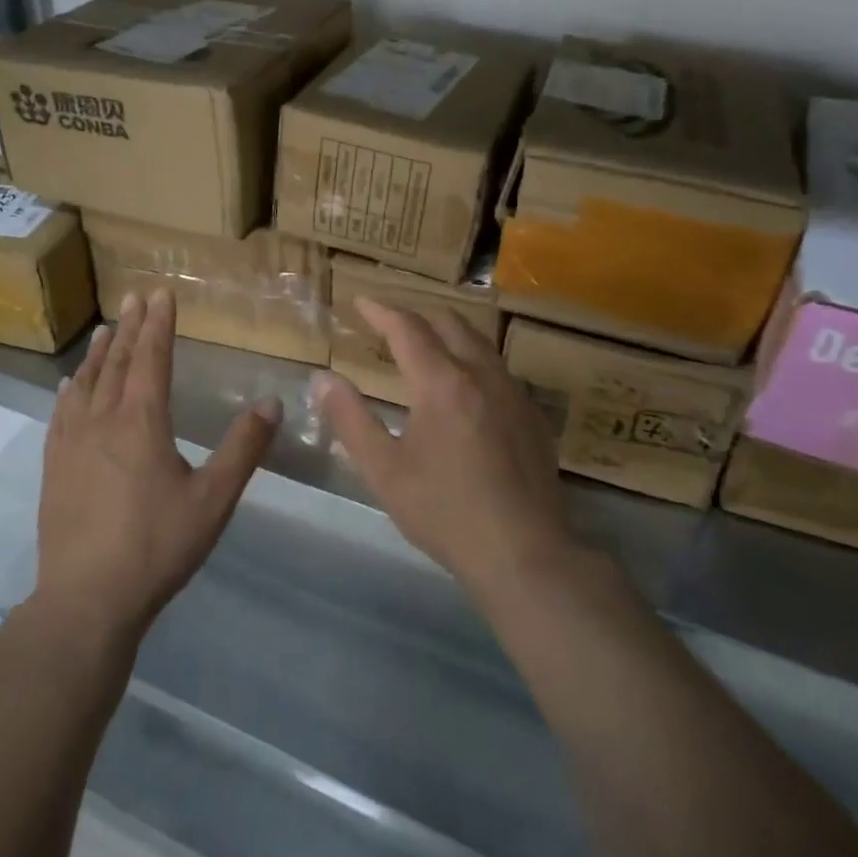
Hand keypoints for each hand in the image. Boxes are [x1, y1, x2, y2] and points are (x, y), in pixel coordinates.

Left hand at [37, 288, 280, 640]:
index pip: (152, 358)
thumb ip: (243, 448)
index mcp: (142, 422)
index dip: (158, 324)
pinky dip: (69, 390)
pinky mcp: (54, 467)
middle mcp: (103, 420)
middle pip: (118, 363)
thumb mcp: (213, 499)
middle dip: (130, 327)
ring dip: (99, 353)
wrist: (86, 598)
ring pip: (86, 383)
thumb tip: (272, 402)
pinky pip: (61, 413)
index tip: (160, 294)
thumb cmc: (156, 546)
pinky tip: (68, 386)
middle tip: (134, 297)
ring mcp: (72, 443)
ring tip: (105, 329)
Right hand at [315, 299, 573, 599]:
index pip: (407, 329)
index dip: (381, 311)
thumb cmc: (445, 512)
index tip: (361, 301)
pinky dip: (473, 360)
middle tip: (391, 322)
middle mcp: (482, 375)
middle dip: (417, 316)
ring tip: (427, 345)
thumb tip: (323, 379)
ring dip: (449, 333)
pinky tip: (466, 388)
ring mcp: (514, 394)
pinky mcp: (534, 417)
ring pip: (480, 343)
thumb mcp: (384, 470)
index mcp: (442, 383)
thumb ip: (350, 419)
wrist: (525, 555)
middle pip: (449, 324)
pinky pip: (499, 370)